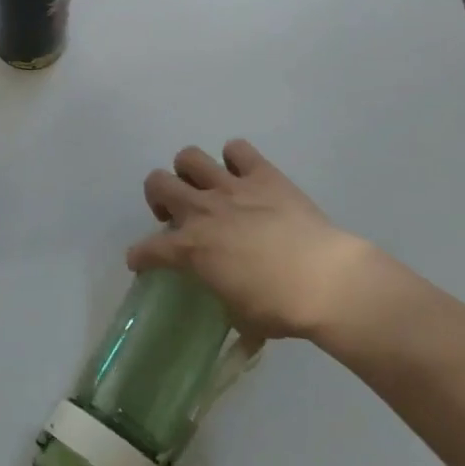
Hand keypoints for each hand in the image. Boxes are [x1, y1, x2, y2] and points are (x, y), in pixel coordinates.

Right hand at [127, 139, 386, 341]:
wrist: (325, 281)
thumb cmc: (280, 308)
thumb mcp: (240, 316)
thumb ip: (223, 301)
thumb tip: (228, 306)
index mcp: (191, 248)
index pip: (148, 249)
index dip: (140, 256)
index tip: (142, 261)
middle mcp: (202, 210)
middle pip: (157, 184)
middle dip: (158, 197)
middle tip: (174, 214)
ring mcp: (231, 187)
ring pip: (189, 157)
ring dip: (190, 171)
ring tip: (203, 187)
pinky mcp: (262, 174)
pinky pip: (237, 149)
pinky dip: (235, 159)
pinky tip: (243, 175)